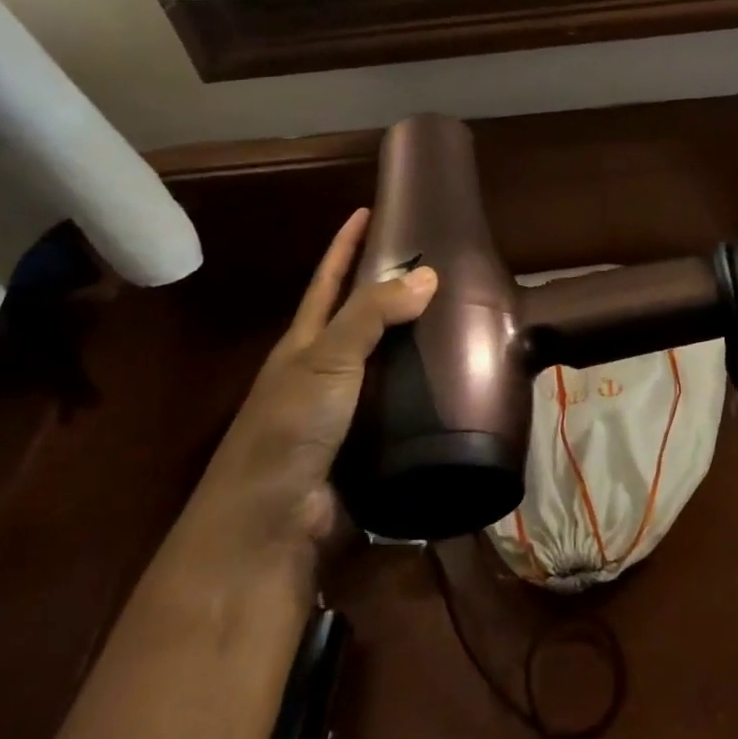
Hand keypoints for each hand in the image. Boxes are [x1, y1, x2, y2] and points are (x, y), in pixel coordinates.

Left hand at [189, 210, 436, 565]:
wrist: (270, 528)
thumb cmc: (289, 429)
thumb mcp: (326, 360)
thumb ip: (373, 315)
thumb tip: (428, 274)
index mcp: (306, 343)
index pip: (329, 280)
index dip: (347, 245)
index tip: (371, 210)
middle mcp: (325, 373)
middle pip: (363, 321)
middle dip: (396, 293)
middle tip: (445, 266)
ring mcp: (347, 413)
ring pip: (390, 366)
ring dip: (421, 345)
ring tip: (468, 319)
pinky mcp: (371, 448)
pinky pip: (407, 410)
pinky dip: (431, 394)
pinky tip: (464, 384)